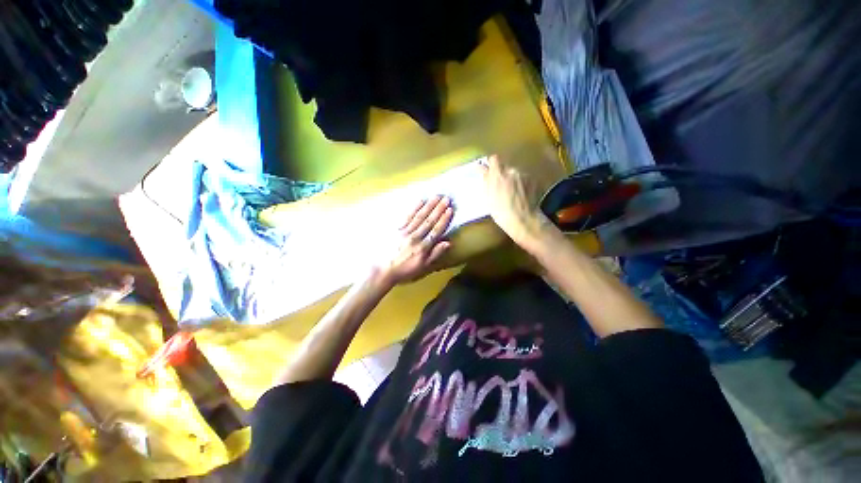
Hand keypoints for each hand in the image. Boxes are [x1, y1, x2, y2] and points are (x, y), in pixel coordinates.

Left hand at [372, 195, 453, 285]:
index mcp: (423, 247)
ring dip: (429, 206)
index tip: (450, 210)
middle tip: (446, 198)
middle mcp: (415, 237)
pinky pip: (407, 216)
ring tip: (436, 196)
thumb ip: (435, 254)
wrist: (382, 269)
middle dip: (438, 209)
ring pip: (419, 217)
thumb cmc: (404, 270)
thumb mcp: (422, 266)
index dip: (444, 220)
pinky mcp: (396, 228)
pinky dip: (415, 208)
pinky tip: (421, 201)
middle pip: (429, 221)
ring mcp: (405, 231)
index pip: (436, 231)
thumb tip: (448, 242)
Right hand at [480, 155, 549, 247]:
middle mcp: (511, 170)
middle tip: (500, 185)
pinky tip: (520, 194)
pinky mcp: (532, 180)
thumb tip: (482, 168)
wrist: (523, 219)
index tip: (488, 170)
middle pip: (504, 166)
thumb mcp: (488, 197)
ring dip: (511, 178)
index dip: (491, 164)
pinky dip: (520, 183)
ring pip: (514, 172)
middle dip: (501, 172)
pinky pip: (523, 178)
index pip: (493, 159)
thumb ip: (486, 180)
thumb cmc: (501, 212)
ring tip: (511, 192)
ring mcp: (523, 175)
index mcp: (498, 174)